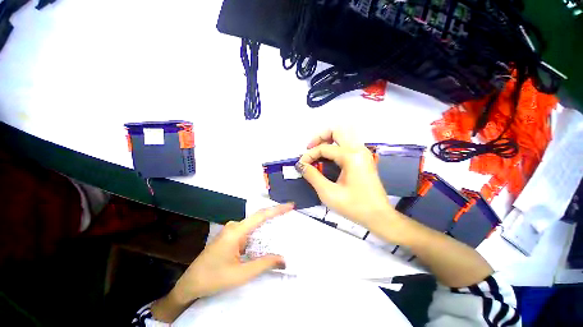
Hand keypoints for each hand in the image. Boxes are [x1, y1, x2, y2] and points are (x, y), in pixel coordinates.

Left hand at [151, 204, 291, 321]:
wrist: (190, 284)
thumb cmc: (214, 278)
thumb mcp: (241, 274)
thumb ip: (264, 264)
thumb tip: (284, 259)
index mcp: (236, 231)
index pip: (261, 215)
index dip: (277, 209)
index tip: (290, 205)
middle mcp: (234, 226)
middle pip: (259, 218)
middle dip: (275, 216)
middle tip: (290, 216)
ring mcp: (231, 230)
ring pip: (254, 225)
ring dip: (267, 227)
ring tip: (281, 228)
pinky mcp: (230, 235)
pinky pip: (249, 231)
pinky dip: (259, 234)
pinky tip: (265, 240)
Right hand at [296, 130, 393, 228]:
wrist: (379, 217)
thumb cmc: (354, 206)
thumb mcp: (329, 193)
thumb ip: (313, 176)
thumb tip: (301, 165)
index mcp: (351, 156)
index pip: (324, 148)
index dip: (309, 155)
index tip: (301, 165)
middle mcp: (358, 149)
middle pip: (337, 131)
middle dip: (320, 137)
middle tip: (310, 148)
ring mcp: (363, 153)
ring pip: (343, 136)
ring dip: (328, 140)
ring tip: (317, 152)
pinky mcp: (364, 159)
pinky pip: (347, 145)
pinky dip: (335, 146)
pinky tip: (328, 158)